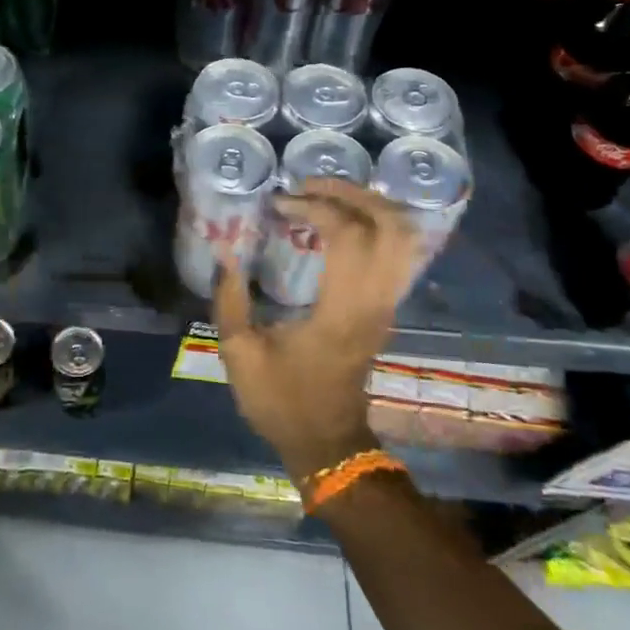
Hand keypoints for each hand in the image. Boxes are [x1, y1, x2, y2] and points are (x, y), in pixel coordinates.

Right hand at [213, 179, 427, 481]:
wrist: (327, 444)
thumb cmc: (281, 400)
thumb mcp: (239, 353)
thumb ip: (229, 299)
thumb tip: (226, 254)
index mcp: (341, 310)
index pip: (349, 235)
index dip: (316, 206)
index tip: (280, 204)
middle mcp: (374, 301)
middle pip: (392, 226)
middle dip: (354, 193)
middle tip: (311, 185)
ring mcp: (386, 305)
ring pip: (403, 238)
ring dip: (368, 206)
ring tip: (325, 196)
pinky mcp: (385, 309)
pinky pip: (396, 253)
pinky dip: (373, 226)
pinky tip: (338, 222)